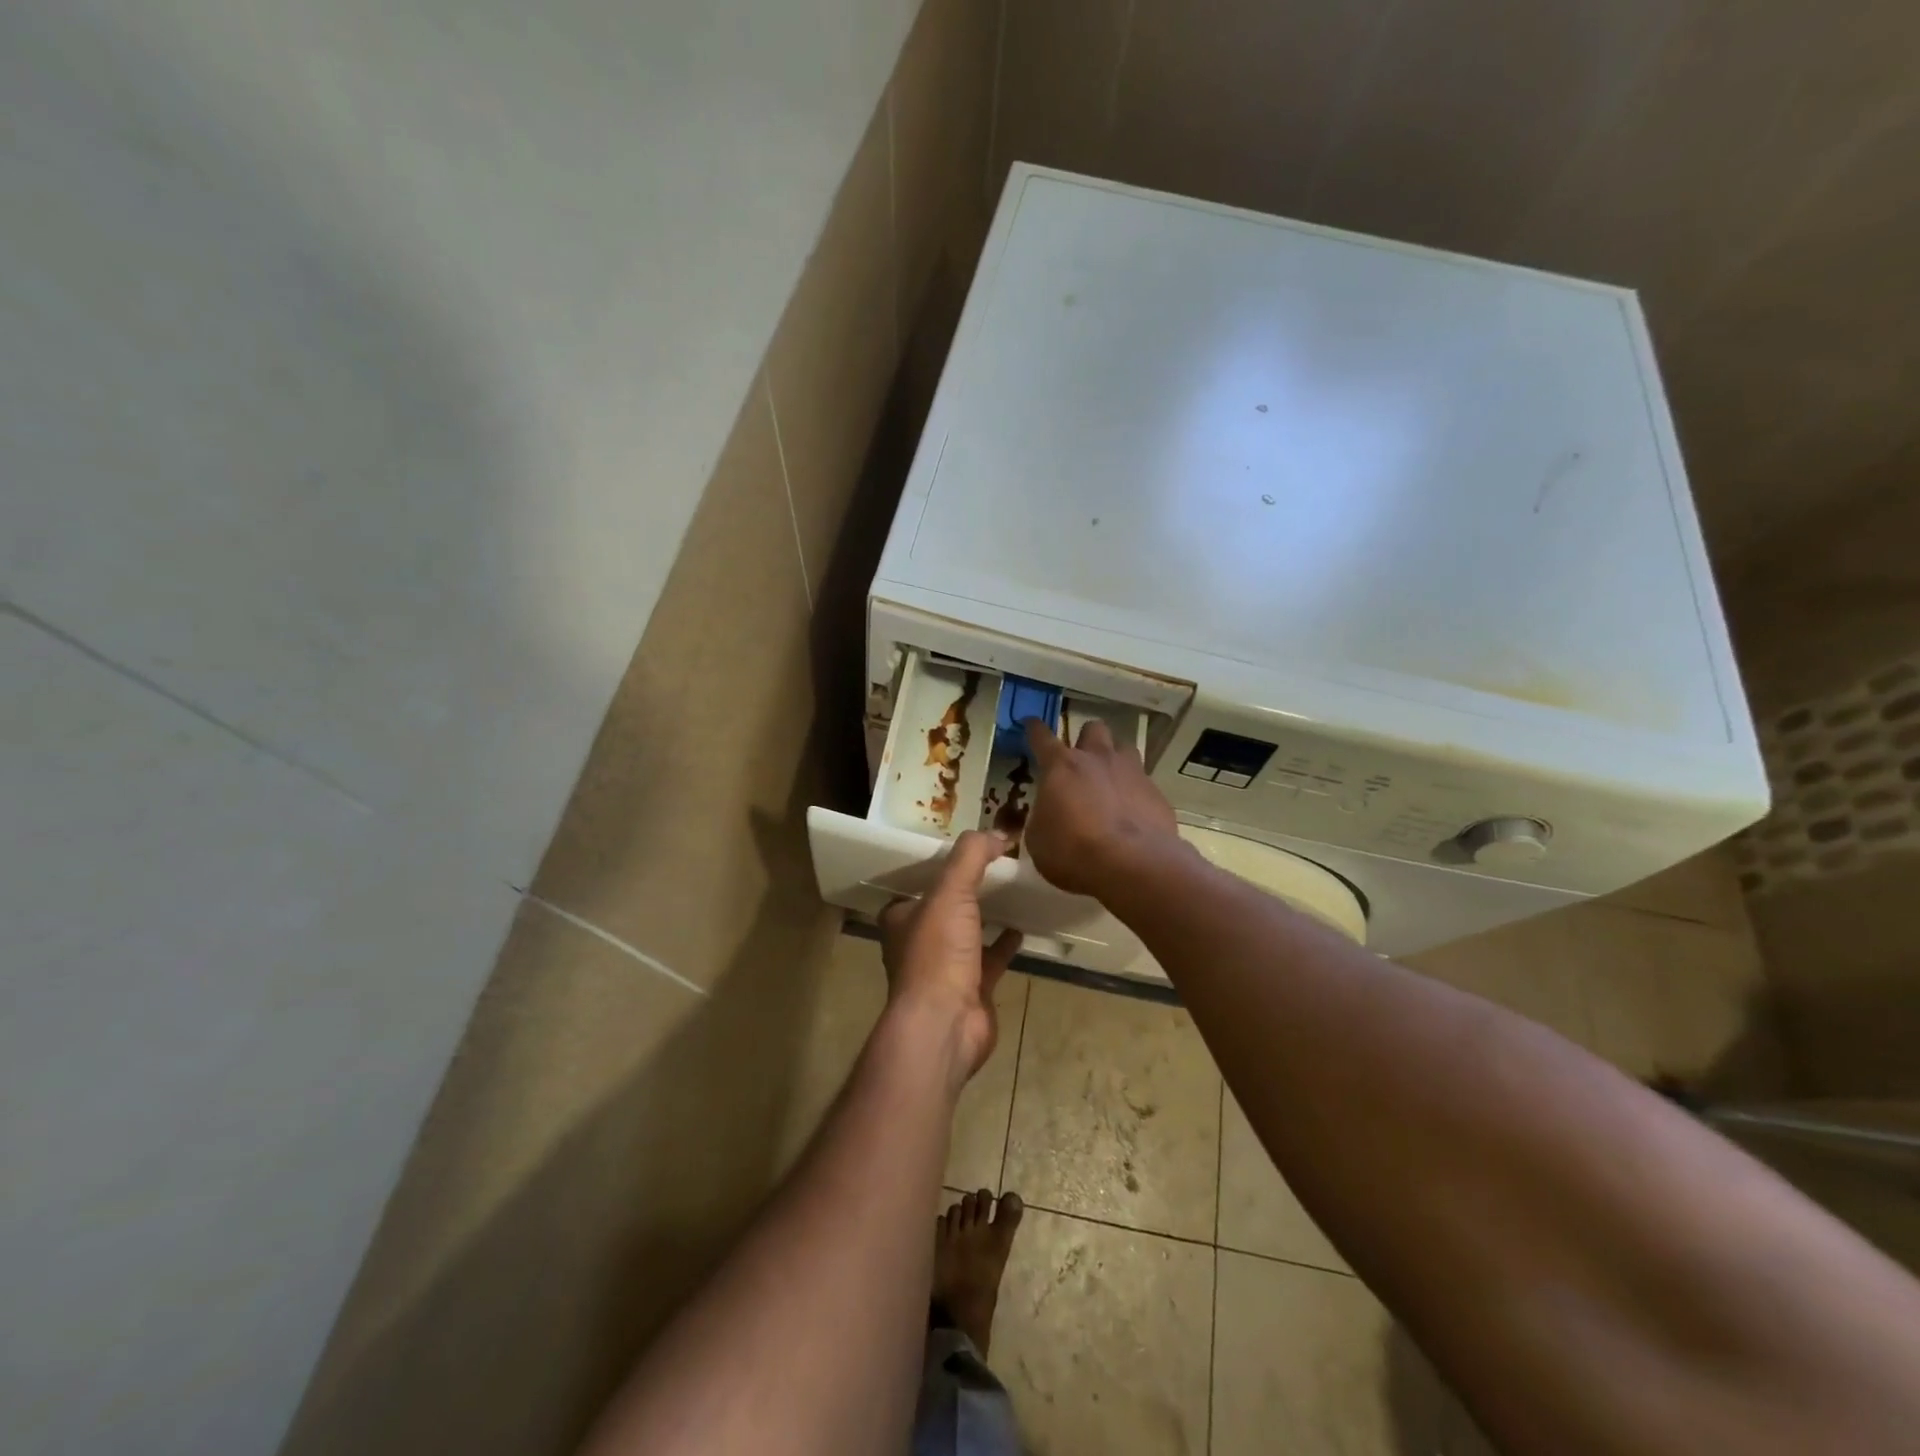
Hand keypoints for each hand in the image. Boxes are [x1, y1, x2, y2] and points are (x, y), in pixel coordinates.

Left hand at [877, 830, 1022, 1088]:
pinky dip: (1004, 943)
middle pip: (944, 908)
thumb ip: (971, 856)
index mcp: (901, 918)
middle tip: (996, 865)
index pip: (916, 883)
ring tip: (1012, 890)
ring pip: (967, 933)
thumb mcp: (950, 892)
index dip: (938, 866)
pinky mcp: (971, 989)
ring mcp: (944, 968)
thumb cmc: (937, 954)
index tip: (966, 849)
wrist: (945, 1025)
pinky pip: (991, 959)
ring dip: (985, 915)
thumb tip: (999, 831)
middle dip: (965, 890)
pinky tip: (1023, 928)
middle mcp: (918, 942)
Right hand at [1022, 717, 1179, 897]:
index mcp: (1061, 766)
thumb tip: (1047, 814)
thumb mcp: (1038, 839)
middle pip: (1093, 729)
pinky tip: (1132, 813)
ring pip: (1124, 748)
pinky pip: (1144, 782)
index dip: (1034, 729)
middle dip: (1086, 739)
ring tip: (1111, 780)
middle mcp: (1097, 759)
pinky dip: (1135, 792)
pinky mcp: (1156, 793)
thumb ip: (1042, 817)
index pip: (1042, 737)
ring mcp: (1131, 772)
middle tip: (1081, 759)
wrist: (1132, 865)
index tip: (1031, 724)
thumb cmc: (1073, 851)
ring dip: (1115, 759)